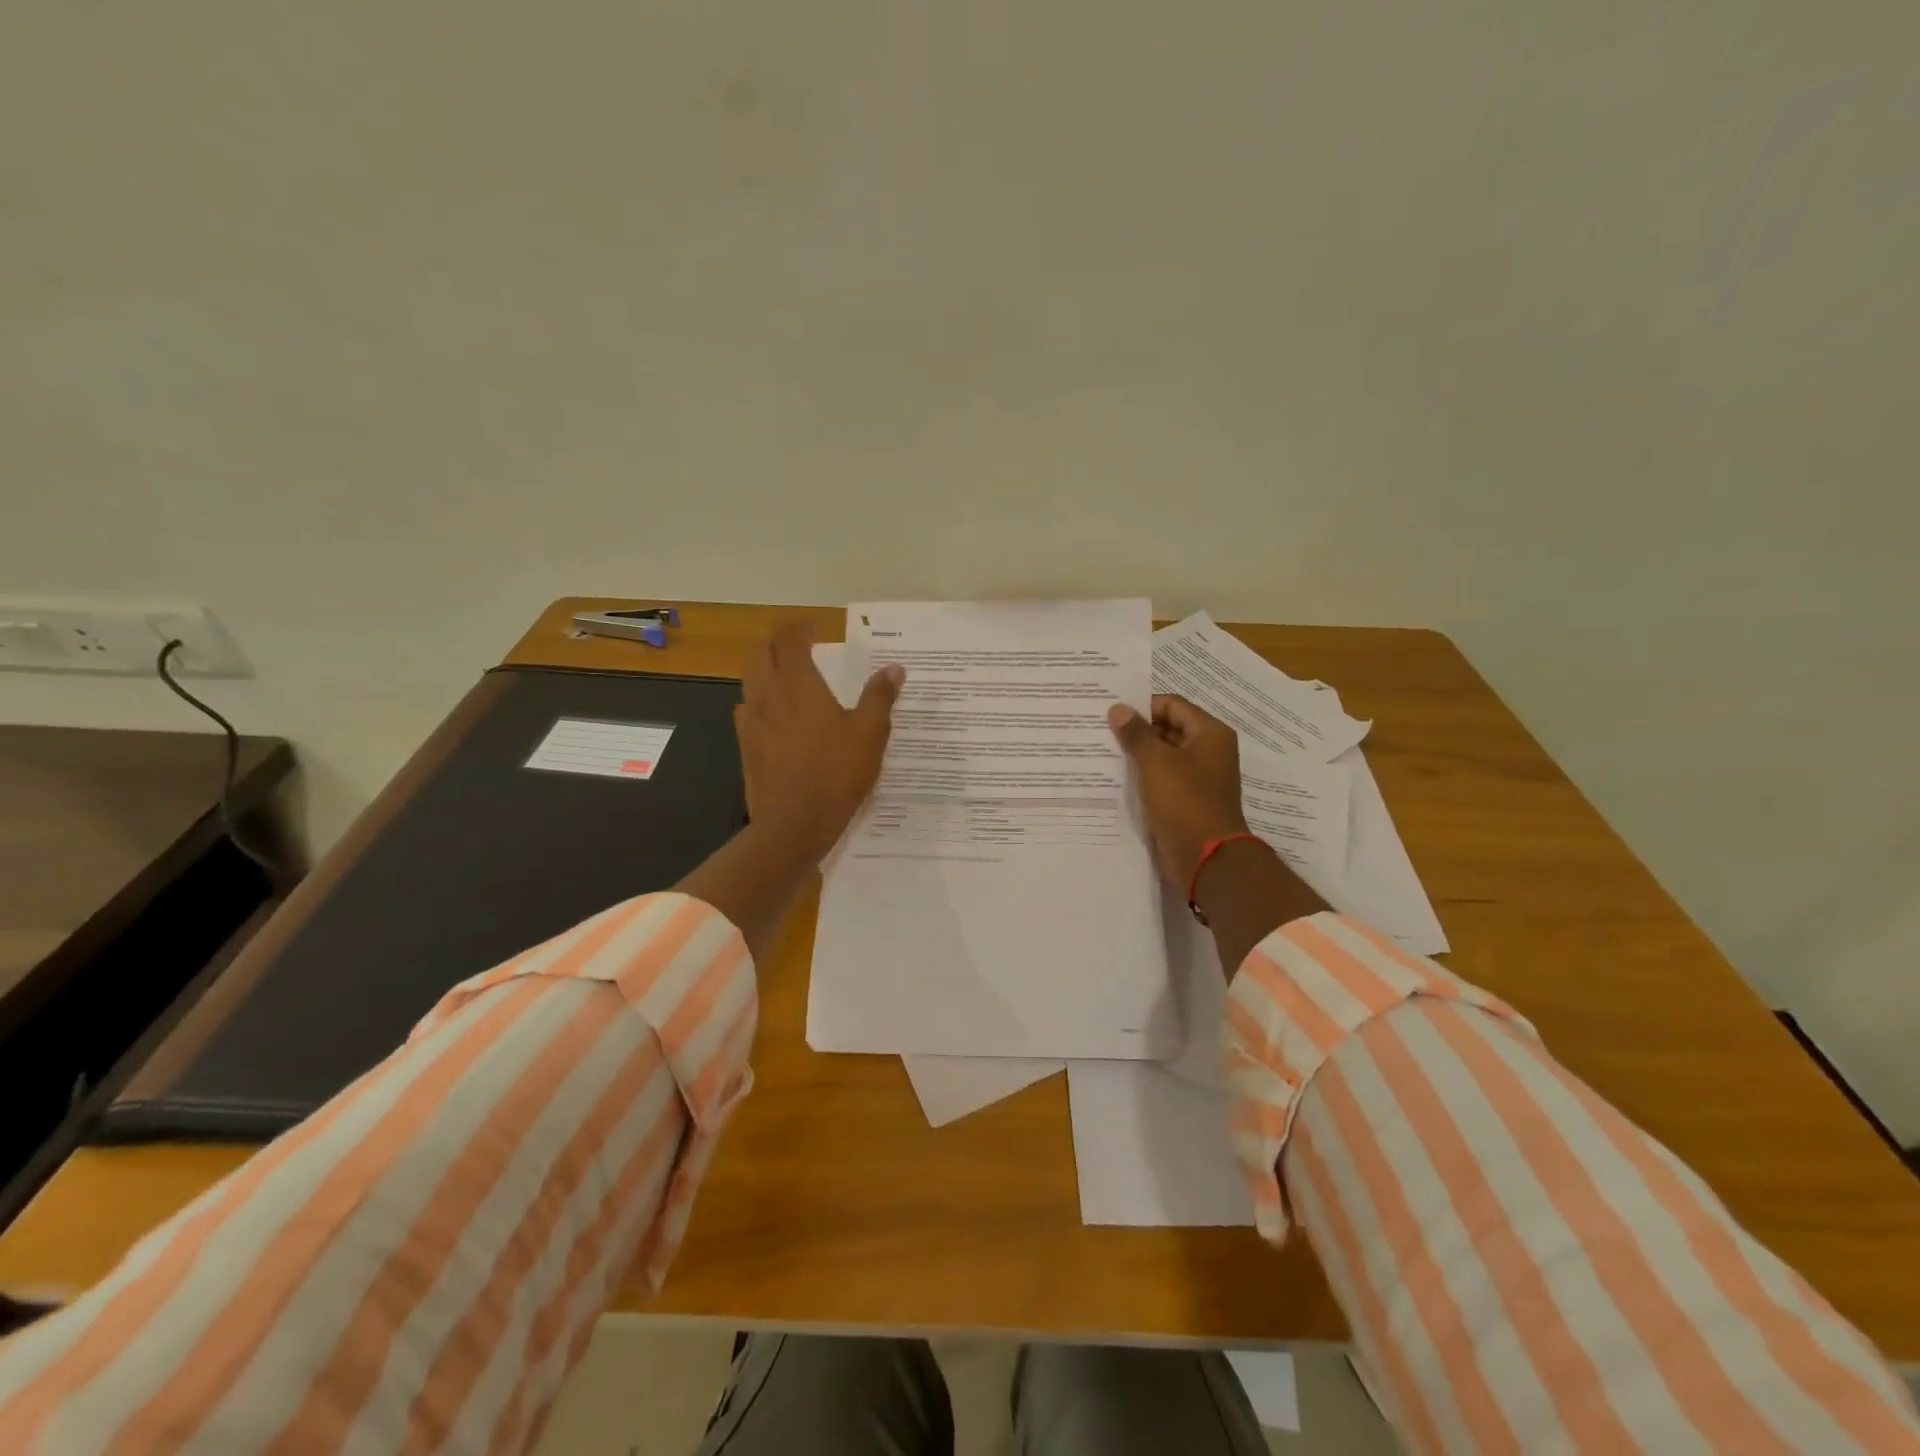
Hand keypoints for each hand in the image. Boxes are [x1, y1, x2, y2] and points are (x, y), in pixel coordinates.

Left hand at [736, 623, 903, 865]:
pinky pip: (746, 709)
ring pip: (750, 679)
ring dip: (765, 666)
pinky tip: (773, 711)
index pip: (789, 641)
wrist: (793, 824)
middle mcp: (768, 695)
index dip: (799, 629)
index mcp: (798, 685)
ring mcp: (752, 721)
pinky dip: (758, 697)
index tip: (814, 628)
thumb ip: (880, 697)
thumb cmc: (836, 774)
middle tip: (797, 642)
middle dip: (777, 641)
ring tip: (785, 671)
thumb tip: (894, 669)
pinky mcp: (745, 745)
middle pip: (761, 654)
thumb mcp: (870, 735)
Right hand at [1108, 695, 1251, 888]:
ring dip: (1138, 754)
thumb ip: (1136, 734)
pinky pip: (1163, 779)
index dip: (1142, 706)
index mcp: (1209, 734)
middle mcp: (1208, 751)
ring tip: (1103, 752)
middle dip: (1137, 730)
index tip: (1110, 712)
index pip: (1172, 705)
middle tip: (1101, 731)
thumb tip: (1118, 708)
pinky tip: (1116, 778)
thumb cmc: (1184, 802)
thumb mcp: (1156, 762)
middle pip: (1168, 728)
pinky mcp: (1188, 800)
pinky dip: (1144, 776)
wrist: (1206, 858)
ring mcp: (1199, 777)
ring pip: (1163, 756)